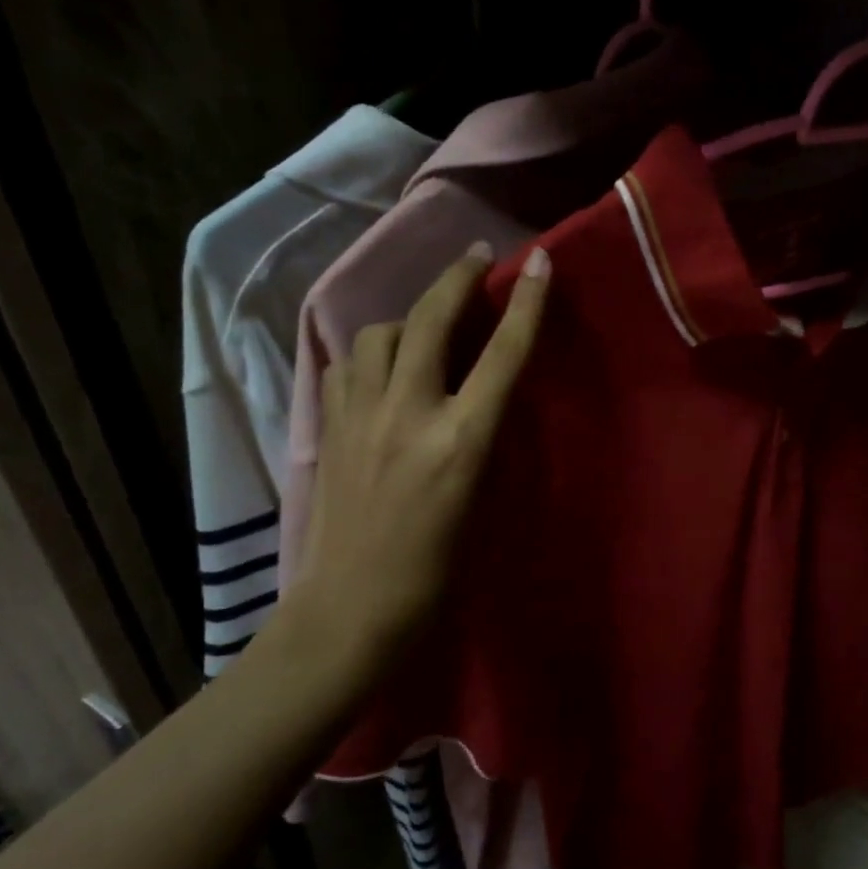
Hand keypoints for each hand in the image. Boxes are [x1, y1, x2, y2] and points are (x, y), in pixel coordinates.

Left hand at [280, 242, 550, 672]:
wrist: (352, 609)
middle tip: (476, 258)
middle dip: (457, 278)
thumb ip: (481, 438)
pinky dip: (368, 356)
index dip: (526, 304)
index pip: (502, 356)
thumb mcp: (480, 500)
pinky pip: (346, 366)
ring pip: (379, 334)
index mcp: (462, 442)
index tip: (538, 263)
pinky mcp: (329, 429)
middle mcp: (410, 415)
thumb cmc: (436, 572)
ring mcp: (361, 417)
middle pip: (432, 320)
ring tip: (422, 332)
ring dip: (407, 321)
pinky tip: (378, 372)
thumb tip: (483, 395)